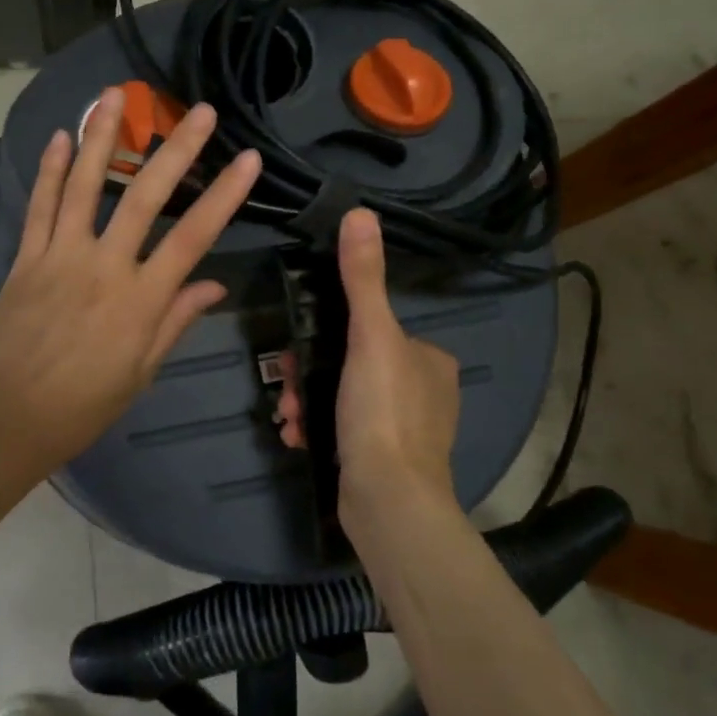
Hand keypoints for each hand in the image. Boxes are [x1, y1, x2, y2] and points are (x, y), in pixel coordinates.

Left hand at [0, 87, 262, 487]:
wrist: (2, 420)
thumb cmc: (79, 407)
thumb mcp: (139, 373)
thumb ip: (175, 322)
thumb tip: (214, 286)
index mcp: (140, 300)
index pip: (193, 237)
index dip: (224, 196)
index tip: (248, 159)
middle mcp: (103, 266)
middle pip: (144, 197)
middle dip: (175, 150)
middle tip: (198, 110)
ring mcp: (60, 256)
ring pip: (84, 185)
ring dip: (101, 137)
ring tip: (114, 96)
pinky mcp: (25, 258)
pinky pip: (39, 207)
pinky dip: (48, 171)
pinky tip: (58, 138)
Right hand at [276, 209, 461, 530]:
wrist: (388, 502)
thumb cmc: (383, 412)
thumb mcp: (371, 337)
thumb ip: (363, 279)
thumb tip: (360, 213)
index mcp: (430, 359)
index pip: (373, 328)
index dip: (329, 333)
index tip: (297, 346)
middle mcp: (424, 391)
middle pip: (350, 363)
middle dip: (310, 373)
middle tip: (286, 387)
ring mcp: (405, 429)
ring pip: (342, 397)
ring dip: (307, 400)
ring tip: (287, 415)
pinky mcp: (385, 461)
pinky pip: (343, 429)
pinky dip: (316, 427)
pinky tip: (295, 436)